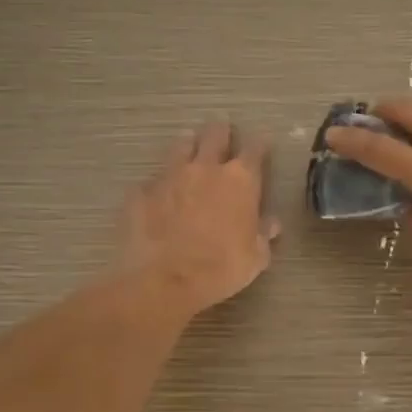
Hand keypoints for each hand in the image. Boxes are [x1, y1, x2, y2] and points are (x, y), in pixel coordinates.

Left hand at [116, 121, 278, 317]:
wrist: (164, 280)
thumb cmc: (220, 269)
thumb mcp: (255, 258)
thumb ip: (263, 235)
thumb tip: (270, 224)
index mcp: (240, 180)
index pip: (255, 149)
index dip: (260, 144)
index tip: (262, 143)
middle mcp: (205, 168)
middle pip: (215, 135)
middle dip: (221, 131)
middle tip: (222, 130)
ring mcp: (169, 176)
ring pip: (180, 147)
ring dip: (188, 145)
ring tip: (188, 146)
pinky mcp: (141, 192)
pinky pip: (152, 180)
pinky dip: (159, 184)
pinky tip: (157, 193)